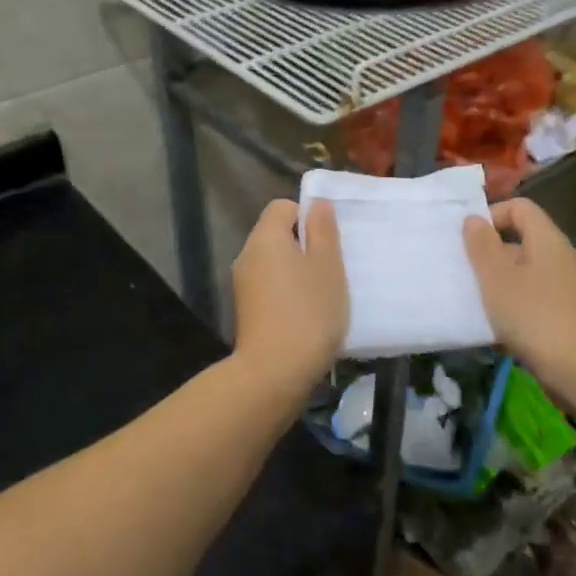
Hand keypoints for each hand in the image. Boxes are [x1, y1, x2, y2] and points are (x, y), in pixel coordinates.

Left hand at [231, 199, 348, 386]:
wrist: (275, 371)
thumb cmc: (309, 311)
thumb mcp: (328, 265)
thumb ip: (323, 230)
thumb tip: (317, 204)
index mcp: (265, 238)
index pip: (283, 207)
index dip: (308, 216)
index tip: (329, 241)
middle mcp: (247, 255)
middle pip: (276, 234)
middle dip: (305, 245)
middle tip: (332, 266)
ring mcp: (243, 285)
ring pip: (274, 263)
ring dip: (298, 271)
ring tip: (323, 293)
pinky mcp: (246, 310)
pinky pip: (270, 287)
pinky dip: (288, 292)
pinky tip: (307, 314)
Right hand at [463, 198, 575, 390]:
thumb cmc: (535, 317)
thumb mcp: (498, 279)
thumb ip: (482, 246)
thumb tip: (474, 219)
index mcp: (547, 240)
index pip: (520, 208)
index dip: (492, 216)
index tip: (469, 241)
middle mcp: (561, 257)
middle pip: (521, 241)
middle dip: (490, 255)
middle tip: (464, 275)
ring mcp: (566, 288)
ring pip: (525, 274)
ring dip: (498, 285)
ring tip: (474, 304)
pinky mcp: (567, 315)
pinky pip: (533, 300)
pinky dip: (513, 308)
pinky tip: (496, 330)